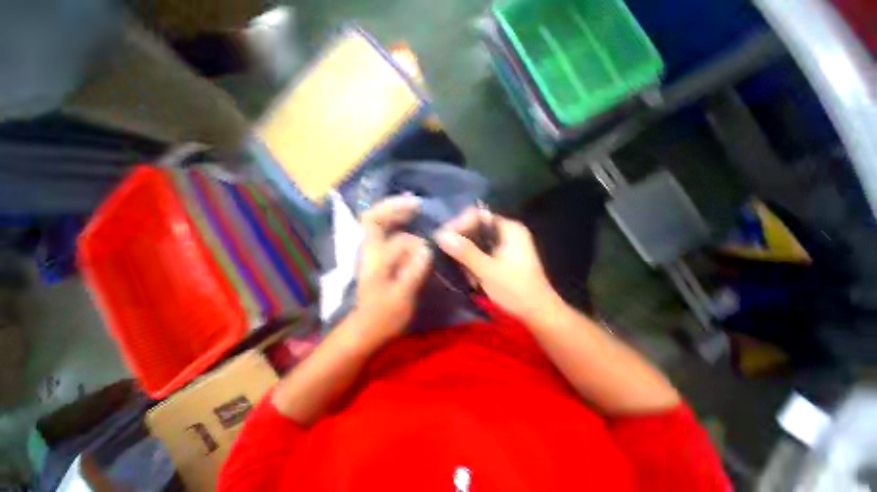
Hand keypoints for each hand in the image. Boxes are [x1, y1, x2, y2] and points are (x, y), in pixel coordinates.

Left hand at [352, 196, 432, 348]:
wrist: (366, 329)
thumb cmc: (384, 315)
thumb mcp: (401, 296)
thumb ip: (413, 271)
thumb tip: (426, 248)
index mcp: (374, 256)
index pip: (377, 222)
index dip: (394, 208)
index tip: (417, 207)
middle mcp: (371, 249)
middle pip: (374, 217)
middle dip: (395, 207)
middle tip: (418, 205)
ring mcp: (374, 254)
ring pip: (381, 226)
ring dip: (398, 215)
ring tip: (417, 211)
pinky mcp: (380, 260)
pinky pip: (388, 236)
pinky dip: (400, 227)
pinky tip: (414, 228)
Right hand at [434, 208, 560, 321]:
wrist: (539, 313)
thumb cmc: (515, 290)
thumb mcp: (486, 270)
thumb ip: (464, 251)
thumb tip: (441, 235)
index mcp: (509, 228)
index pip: (477, 215)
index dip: (458, 225)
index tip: (444, 239)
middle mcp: (509, 232)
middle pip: (477, 228)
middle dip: (462, 243)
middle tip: (450, 257)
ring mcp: (508, 245)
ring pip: (478, 241)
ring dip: (468, 255)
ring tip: (464, 272)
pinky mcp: (506, 257)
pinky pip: (484, 252)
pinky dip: (475, 262)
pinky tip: (473, 277)